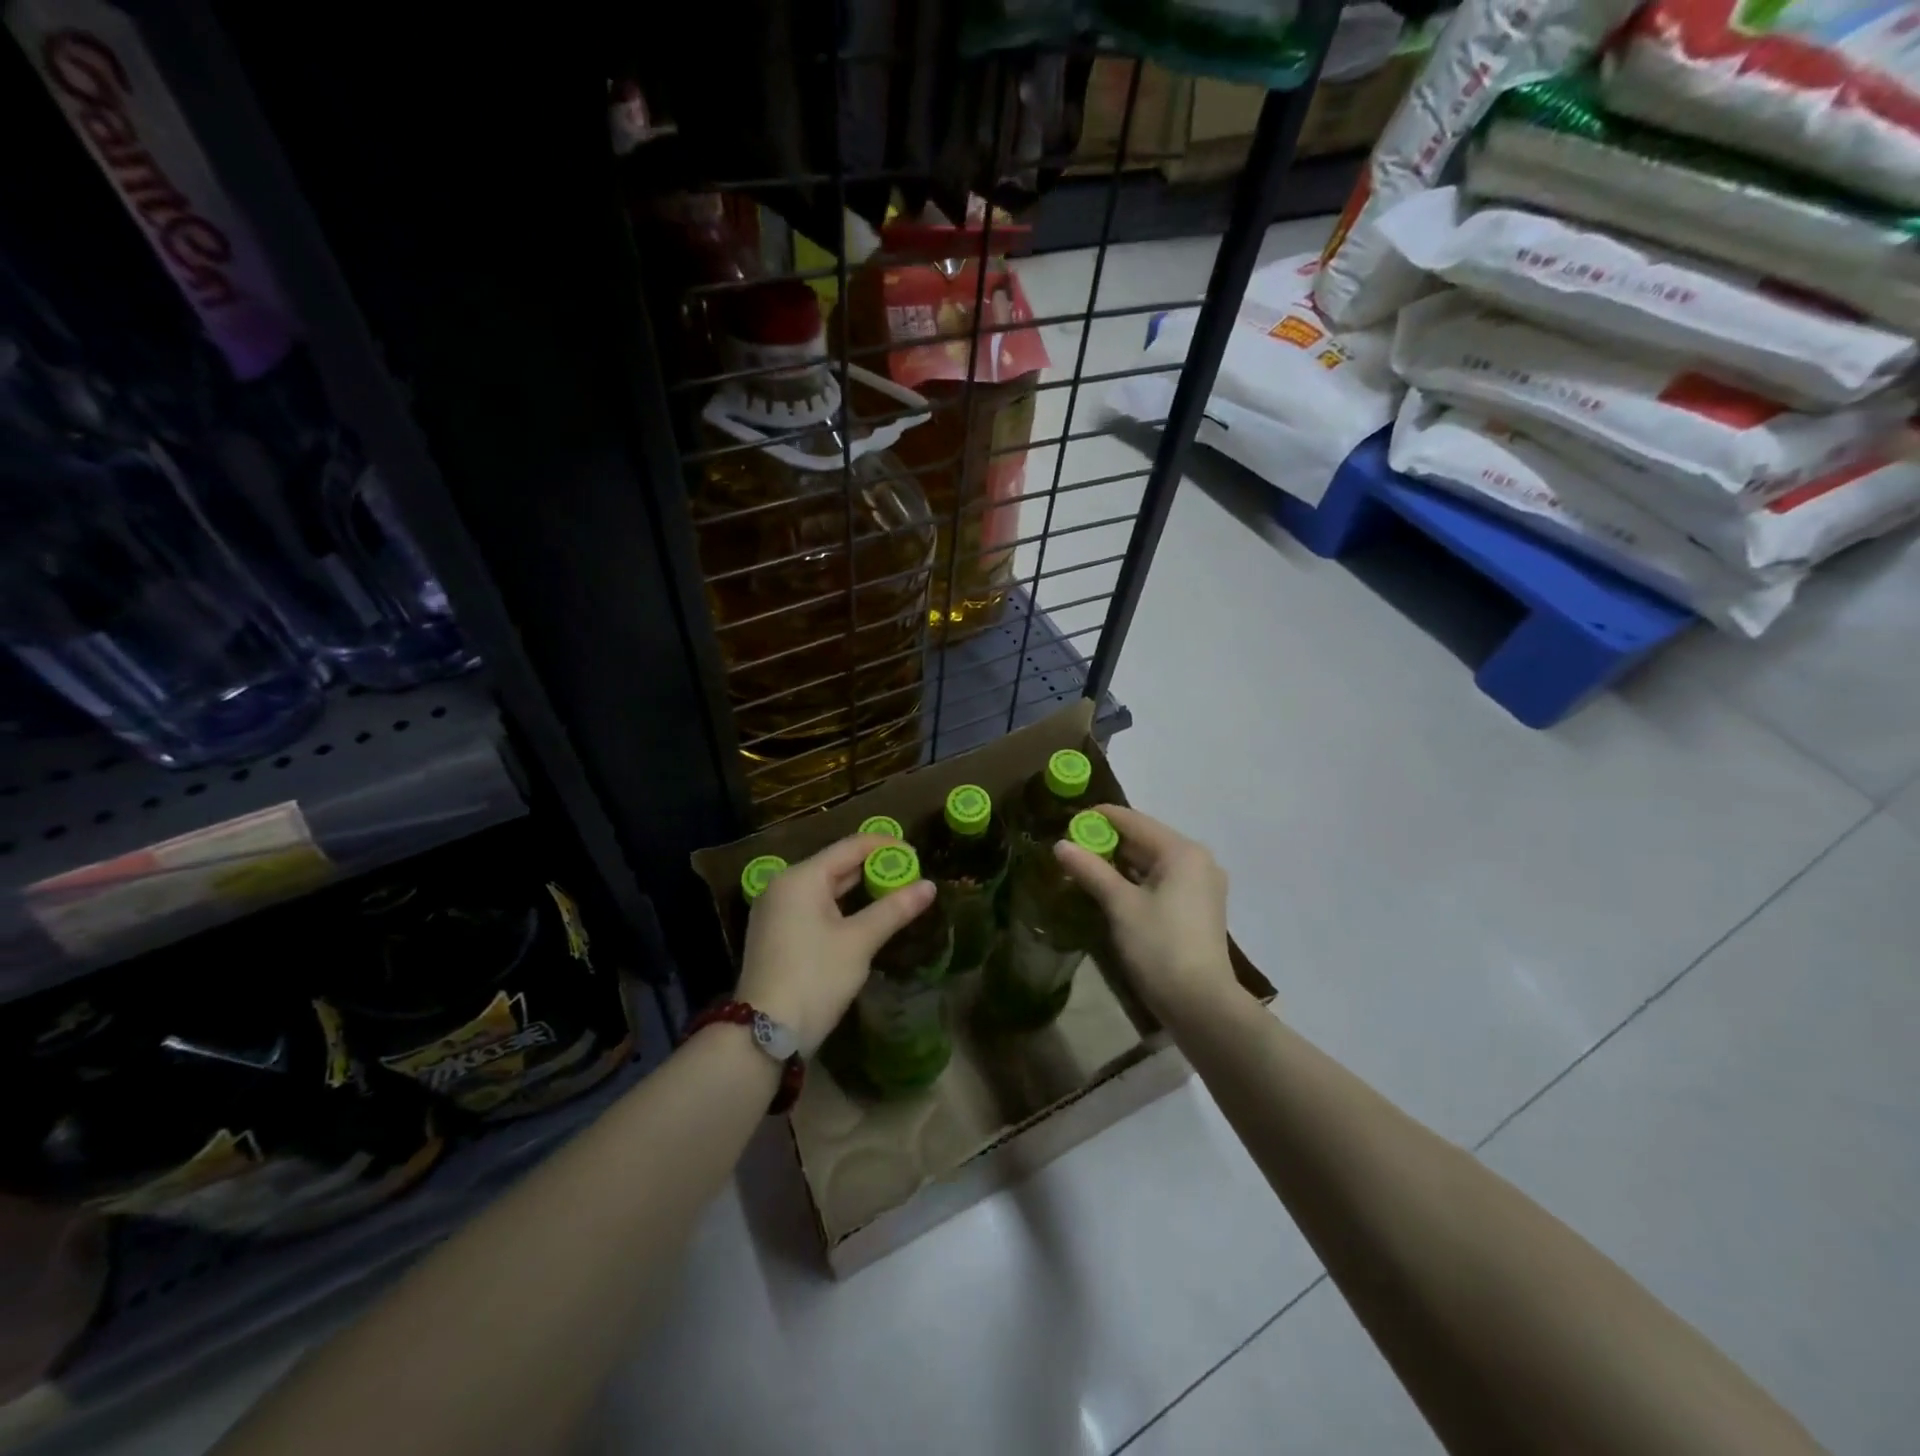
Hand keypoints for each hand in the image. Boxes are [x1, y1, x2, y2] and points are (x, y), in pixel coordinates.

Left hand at [737, 832, 935, 1055]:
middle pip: (836, 865)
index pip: (850, 847)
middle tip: (911, 875)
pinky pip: (813, 906)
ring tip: (895, 893)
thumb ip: (894, 909)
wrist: (763, 1035)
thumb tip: (930, 886)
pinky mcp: (775, 933)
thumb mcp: (859, 941)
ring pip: (825, 887)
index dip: (885, 846)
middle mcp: (783, 886)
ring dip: (858, 889)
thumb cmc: (815, 978)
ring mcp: (775, 910)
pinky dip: (840, 906)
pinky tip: (864, 916)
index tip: (917, 854)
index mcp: (801, 877)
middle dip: (874, 868)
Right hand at [1054, 804, 1239, 1024]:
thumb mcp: (1121, 906)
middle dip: (1107, 842)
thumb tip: (1060, 845)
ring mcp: (1201, 884)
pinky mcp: (1198, 907)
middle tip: (1070, 847)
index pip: (1133, 820)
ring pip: (1152, 861)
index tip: (1066, 822)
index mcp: (1182, 851)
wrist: (1201, 1004)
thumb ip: (1091, 870)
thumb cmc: (1160, 947)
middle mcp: (1197, 860)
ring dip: (1120, 862)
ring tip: (1083, 867)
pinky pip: (1162, 880)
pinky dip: (1136, 880)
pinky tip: (1110, 888)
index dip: (1098, 818)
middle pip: (1144, 839)